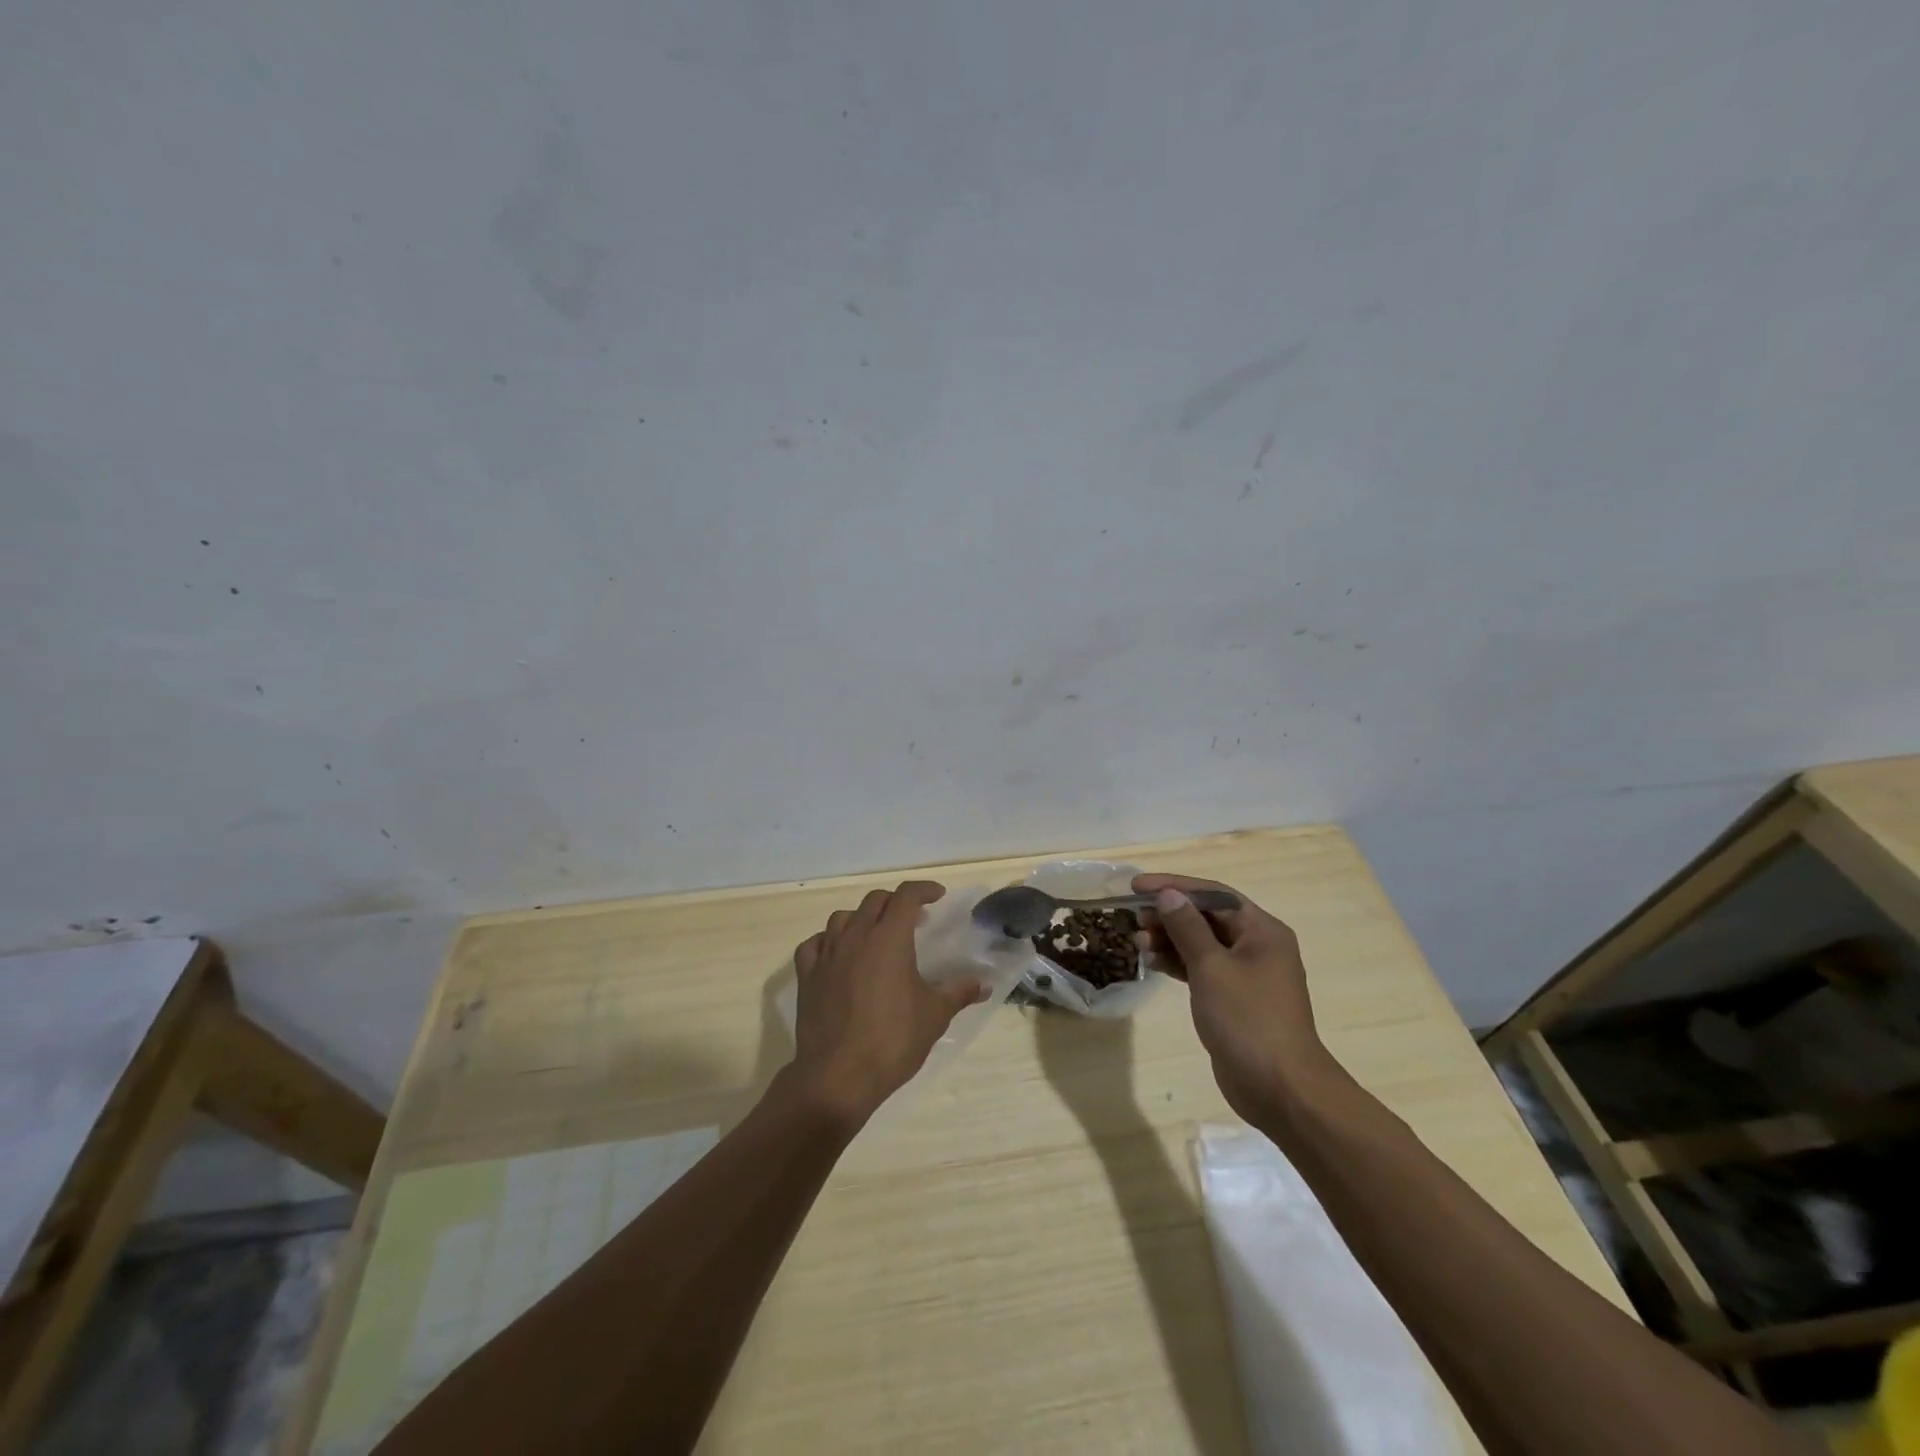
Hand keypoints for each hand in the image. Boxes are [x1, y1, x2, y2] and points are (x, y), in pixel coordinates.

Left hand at [786, 881, 987, 1124]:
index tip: (938, 896)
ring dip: (863, 918)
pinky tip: (839, 955)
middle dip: (896, 902)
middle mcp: (856, 936)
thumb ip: (959, 992)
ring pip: (842, 918)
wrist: (838, 1076)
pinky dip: (829, 941)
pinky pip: (815, 944)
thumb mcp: (935, 1015)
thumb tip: (984, 984)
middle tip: (914, 920)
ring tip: (876, 935)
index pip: (906, 896)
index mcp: (889, 938)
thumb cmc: (893, 1040)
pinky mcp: (807, 976)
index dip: (924, 890)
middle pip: (875, 901)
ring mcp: (827, 955)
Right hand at [1134, 873, 1336, 1121]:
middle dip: (1169, 915)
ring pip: (1202, 943)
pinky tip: (1153, 963)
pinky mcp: (1234, 999)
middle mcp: (1257, 946)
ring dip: (1170, 939)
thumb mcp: (1212, 968)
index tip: (1137, 886)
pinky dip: (1178, 963)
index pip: (1213, 895)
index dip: (1174, 886)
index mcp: (1261, 930)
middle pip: (1207, 917)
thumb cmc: (1248, 1020)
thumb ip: (1187, 928)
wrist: (1281, 1089)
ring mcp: (1247, 974)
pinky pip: (1202, 968)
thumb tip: (1168, 895)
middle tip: (1134, 919)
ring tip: (1138, 943)